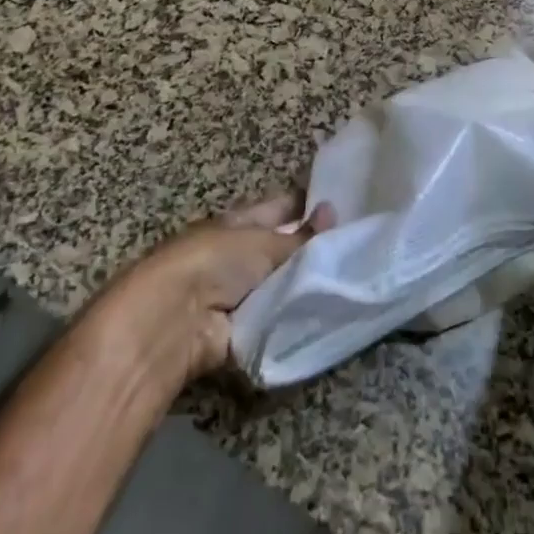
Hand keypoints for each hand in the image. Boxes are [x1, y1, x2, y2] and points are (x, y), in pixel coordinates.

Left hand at [90, 194, 333, 395]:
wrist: (175, 321)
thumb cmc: (215, 263)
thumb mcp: (264, 242)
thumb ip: (301, 236)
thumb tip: (333, 213)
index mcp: (240, 221)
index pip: (280, 206)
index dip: (308, 203)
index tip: (344, 204)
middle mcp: (239, 253)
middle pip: (283, 247)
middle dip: (314, 249)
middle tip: (358, 248)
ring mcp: (239, 293)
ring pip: (283, 283)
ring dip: (308, 285)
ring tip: (352, 281)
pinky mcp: (241, 330)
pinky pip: (277, 319)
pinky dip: (296, 318)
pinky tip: (329, 314)